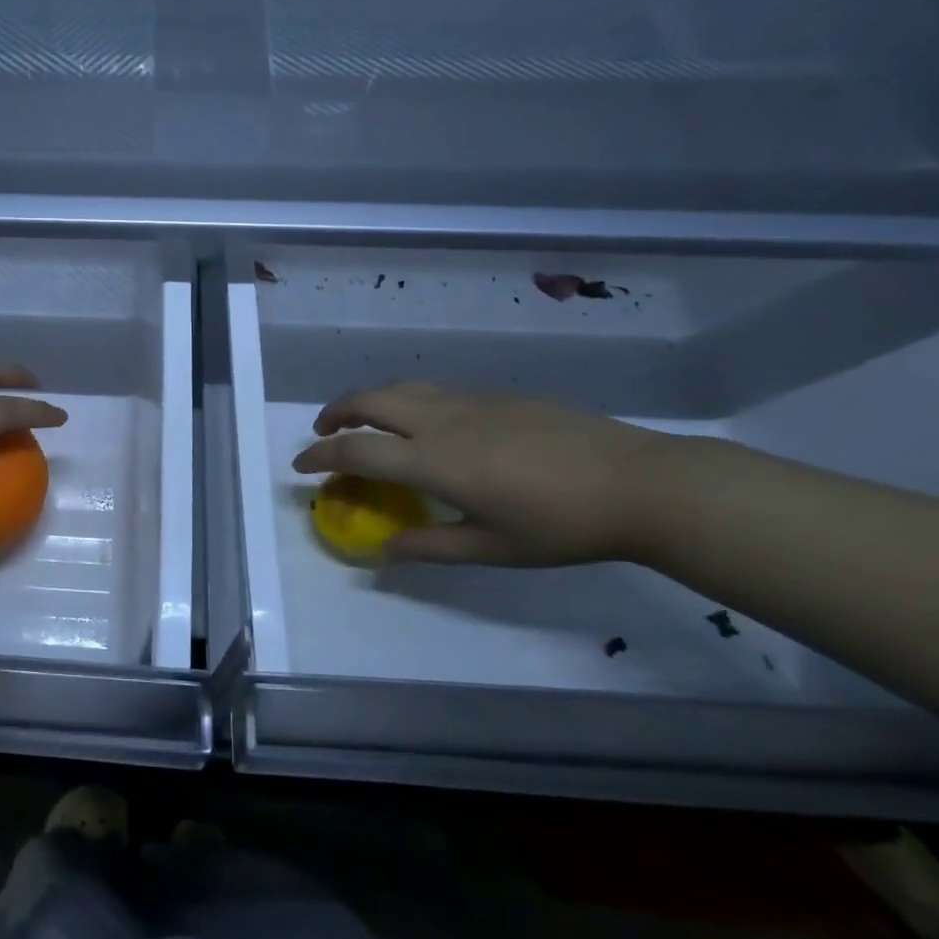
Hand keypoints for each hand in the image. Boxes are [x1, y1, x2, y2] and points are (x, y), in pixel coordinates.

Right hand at [291, 382, 687, 565]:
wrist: (638, 482)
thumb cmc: (563, 525)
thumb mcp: (495, 548)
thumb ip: (432, 546)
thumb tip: (385, 551)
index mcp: (434, 460)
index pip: (357, 450)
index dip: (321, 455)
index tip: (301, 465)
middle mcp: (440, 420)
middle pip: (369, 401)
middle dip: (335, 413)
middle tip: (324, 432)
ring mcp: (468, 401)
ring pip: (399, 388)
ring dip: (368, 401)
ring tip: (364, 420)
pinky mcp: (494, 394)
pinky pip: (431, 389)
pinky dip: (405, 400)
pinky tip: (423, 422)